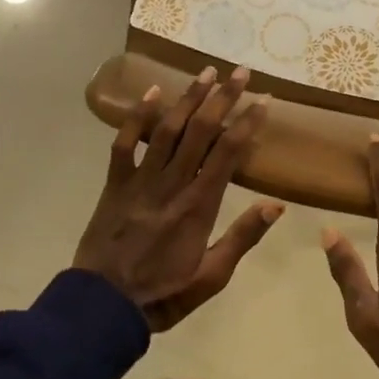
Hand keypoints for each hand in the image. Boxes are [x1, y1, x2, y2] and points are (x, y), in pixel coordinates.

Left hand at [75, 66, 280, 330]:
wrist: (102, 307)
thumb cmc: (163, 294)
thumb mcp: (211, 276)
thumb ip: (242, 237)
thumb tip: (276, 204)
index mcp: (199, 205)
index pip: (228, 153)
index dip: (247, 123)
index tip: (264, 100)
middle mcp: (172, 184)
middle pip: (201, 131)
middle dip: (223, 98)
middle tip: (240, 72)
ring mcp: (141, 180)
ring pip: (168, 129)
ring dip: (189, 98)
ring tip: (207, 72)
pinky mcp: (115, 183)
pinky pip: (125, 143)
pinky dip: (137, 116)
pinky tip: (152, 92)